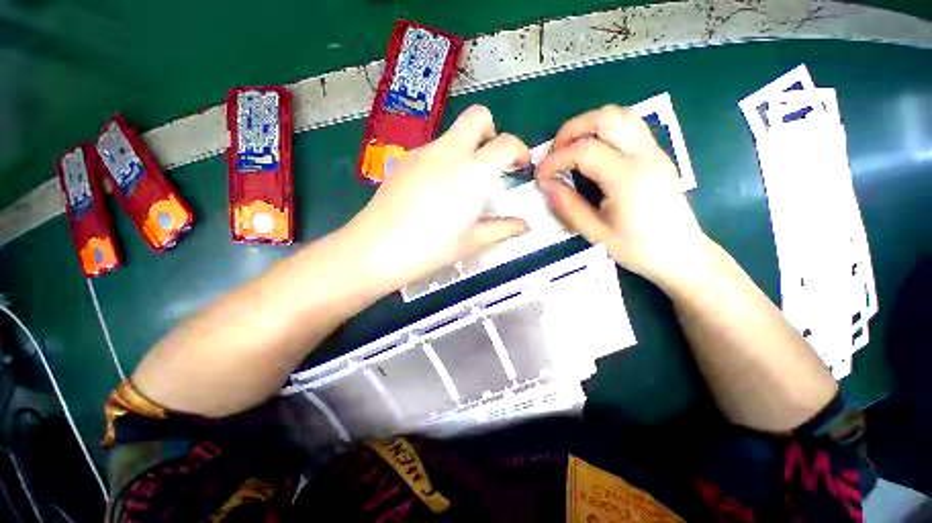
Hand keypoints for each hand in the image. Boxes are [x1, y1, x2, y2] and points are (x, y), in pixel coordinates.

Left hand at [346, 105, 530, 287]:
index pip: (506, 142)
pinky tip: (436, 190)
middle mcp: (448, 152)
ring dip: (467, 149)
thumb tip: (524, 226)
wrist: (376, 249)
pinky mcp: (404, 160)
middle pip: (477, 116)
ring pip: (453, 134)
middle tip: (491, 163)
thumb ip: (503, 229)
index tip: (520, 165)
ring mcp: (423, 153)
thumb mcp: (472, 241)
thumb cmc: (431, 248)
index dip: (520, 150)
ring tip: (461, 185)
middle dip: (492, 133)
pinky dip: (445, 159)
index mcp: (472, 172)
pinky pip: (433, 149)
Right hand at [536, 105, 709, 286]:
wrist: (681, 254)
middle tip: (555, 153)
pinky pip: (630, 126)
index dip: (556, 158)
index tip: (540, 174)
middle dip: (571, 130)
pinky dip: (605, 130)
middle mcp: (644, 155)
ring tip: (571, 149)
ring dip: (589, 125)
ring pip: (621, 115)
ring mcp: (654, 151)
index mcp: (627, 178)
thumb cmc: (637, 248)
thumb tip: (546, 184)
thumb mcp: (595, 232)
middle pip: (606, 117)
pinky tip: (593, 153)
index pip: (585, 150)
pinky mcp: (657, 155)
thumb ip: (568, 205)